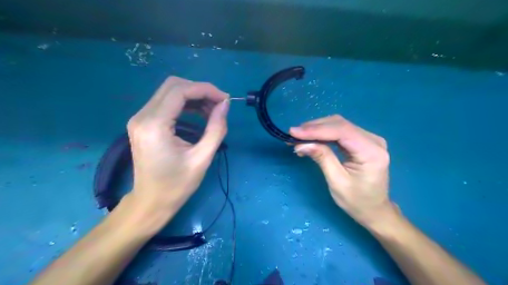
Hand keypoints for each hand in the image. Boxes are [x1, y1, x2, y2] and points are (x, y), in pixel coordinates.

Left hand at [126, 76, 228, 228]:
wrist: (151, 202)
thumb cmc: (177, 185)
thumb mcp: (202, 158)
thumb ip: (216, 128)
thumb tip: (225, 105)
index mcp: (155, 125)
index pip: (180, 91)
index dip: (205, 90)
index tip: (225, 99)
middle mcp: (142, 116)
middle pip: (172, 85)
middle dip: (200, 90)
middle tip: (219, 104)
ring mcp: (140, 118)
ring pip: (169, 92)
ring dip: (193, 96)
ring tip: (212, 110)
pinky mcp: (143, 123)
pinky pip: (166, 103)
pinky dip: (185, 104)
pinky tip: (199, 114)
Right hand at [290, 114, 396, 227]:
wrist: (374, 210)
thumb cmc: (357, 201)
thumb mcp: (337, 181)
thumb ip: (322, 158)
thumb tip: (301, 144)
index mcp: (371, 152)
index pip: (341, 132)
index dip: (316, 130)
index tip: (294, 133)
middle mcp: (373, 140)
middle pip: (340, 124)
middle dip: (314, 128)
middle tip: (293, 135)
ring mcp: (369, 139)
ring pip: (338, 125)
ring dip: (317, 129)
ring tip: (298, 137)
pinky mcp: (362, 141)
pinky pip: (340, 131)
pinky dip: (323, 133)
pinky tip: (310, 138)